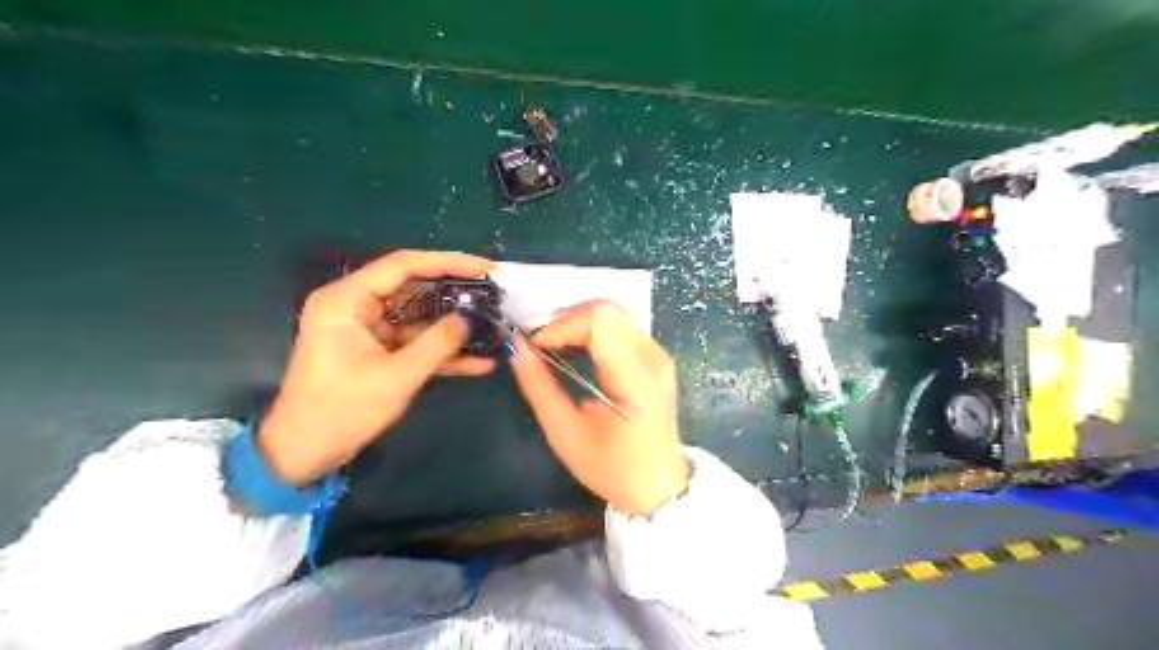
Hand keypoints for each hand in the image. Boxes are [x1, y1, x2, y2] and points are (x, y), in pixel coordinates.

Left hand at [260, 248, 493, 482]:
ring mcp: (367, 328)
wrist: (305, 452)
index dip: (448, 262)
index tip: (486, 268)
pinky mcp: (377, 349)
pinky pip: (414, 341)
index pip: (404, 265)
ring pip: (419, 316)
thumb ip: (438, 344)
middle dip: (455, 293)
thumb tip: (471, 319)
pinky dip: (441, 350)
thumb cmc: (342, 411)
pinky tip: (478, 360)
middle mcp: (356, 305)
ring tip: (492, 324)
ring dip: (452, 324)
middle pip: (414, 287)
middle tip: (494, 295)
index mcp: (347, 300)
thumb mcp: (397, 376)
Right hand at [508, 299, 686, 517]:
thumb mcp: (566, 434)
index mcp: (637, 380)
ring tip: (553, 345)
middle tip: (540, 344)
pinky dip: (592, 328)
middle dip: (566, 319)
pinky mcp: (656, 356)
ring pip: (614, 312)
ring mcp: (659, 354)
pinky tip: (575, 348)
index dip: (561, 325)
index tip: (535, 346)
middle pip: (607, 309)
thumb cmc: (612, 468)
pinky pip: (621, 325)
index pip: (600, 322)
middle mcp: (654, 358)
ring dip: (578, 320)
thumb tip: (515, 348)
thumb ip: (539, 387)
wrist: (657, 485)